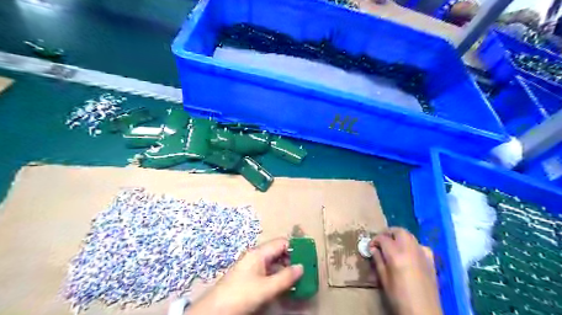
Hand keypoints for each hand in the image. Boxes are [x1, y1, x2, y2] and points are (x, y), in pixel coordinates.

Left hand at [187, 238, 303, 314]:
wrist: (214, 310)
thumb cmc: (241, 295)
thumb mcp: (266, 288)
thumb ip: (285, 277)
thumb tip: (302, 267)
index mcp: (259, 253)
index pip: (281, 242)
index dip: (295, 247)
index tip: (307, 256)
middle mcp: (255, 256)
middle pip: (277, 252)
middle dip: (291, 259)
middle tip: (304, 270)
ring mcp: (251, 266)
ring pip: (273, 263)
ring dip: (285, 269)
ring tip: (296, 280)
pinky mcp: (248, 276)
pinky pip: (267, 271)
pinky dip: (276, 276)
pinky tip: (282, 285)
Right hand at [370, 226, 443, 314]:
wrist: (423, 312)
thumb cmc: (399, 297)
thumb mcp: (384, 279)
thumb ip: (378, 261)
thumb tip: (373, 249)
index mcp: (396, 254)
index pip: (382, 238)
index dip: (374, 240)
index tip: (370, 246)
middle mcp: (410, 249)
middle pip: (399, 231)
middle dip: (388, 233)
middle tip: (381, 241)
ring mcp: (422, 253)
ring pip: (410, 235)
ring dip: (400, 236)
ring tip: (393, 245)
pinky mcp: (431, 260)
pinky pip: (421, 245)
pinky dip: (413, 245)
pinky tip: (410, 253)